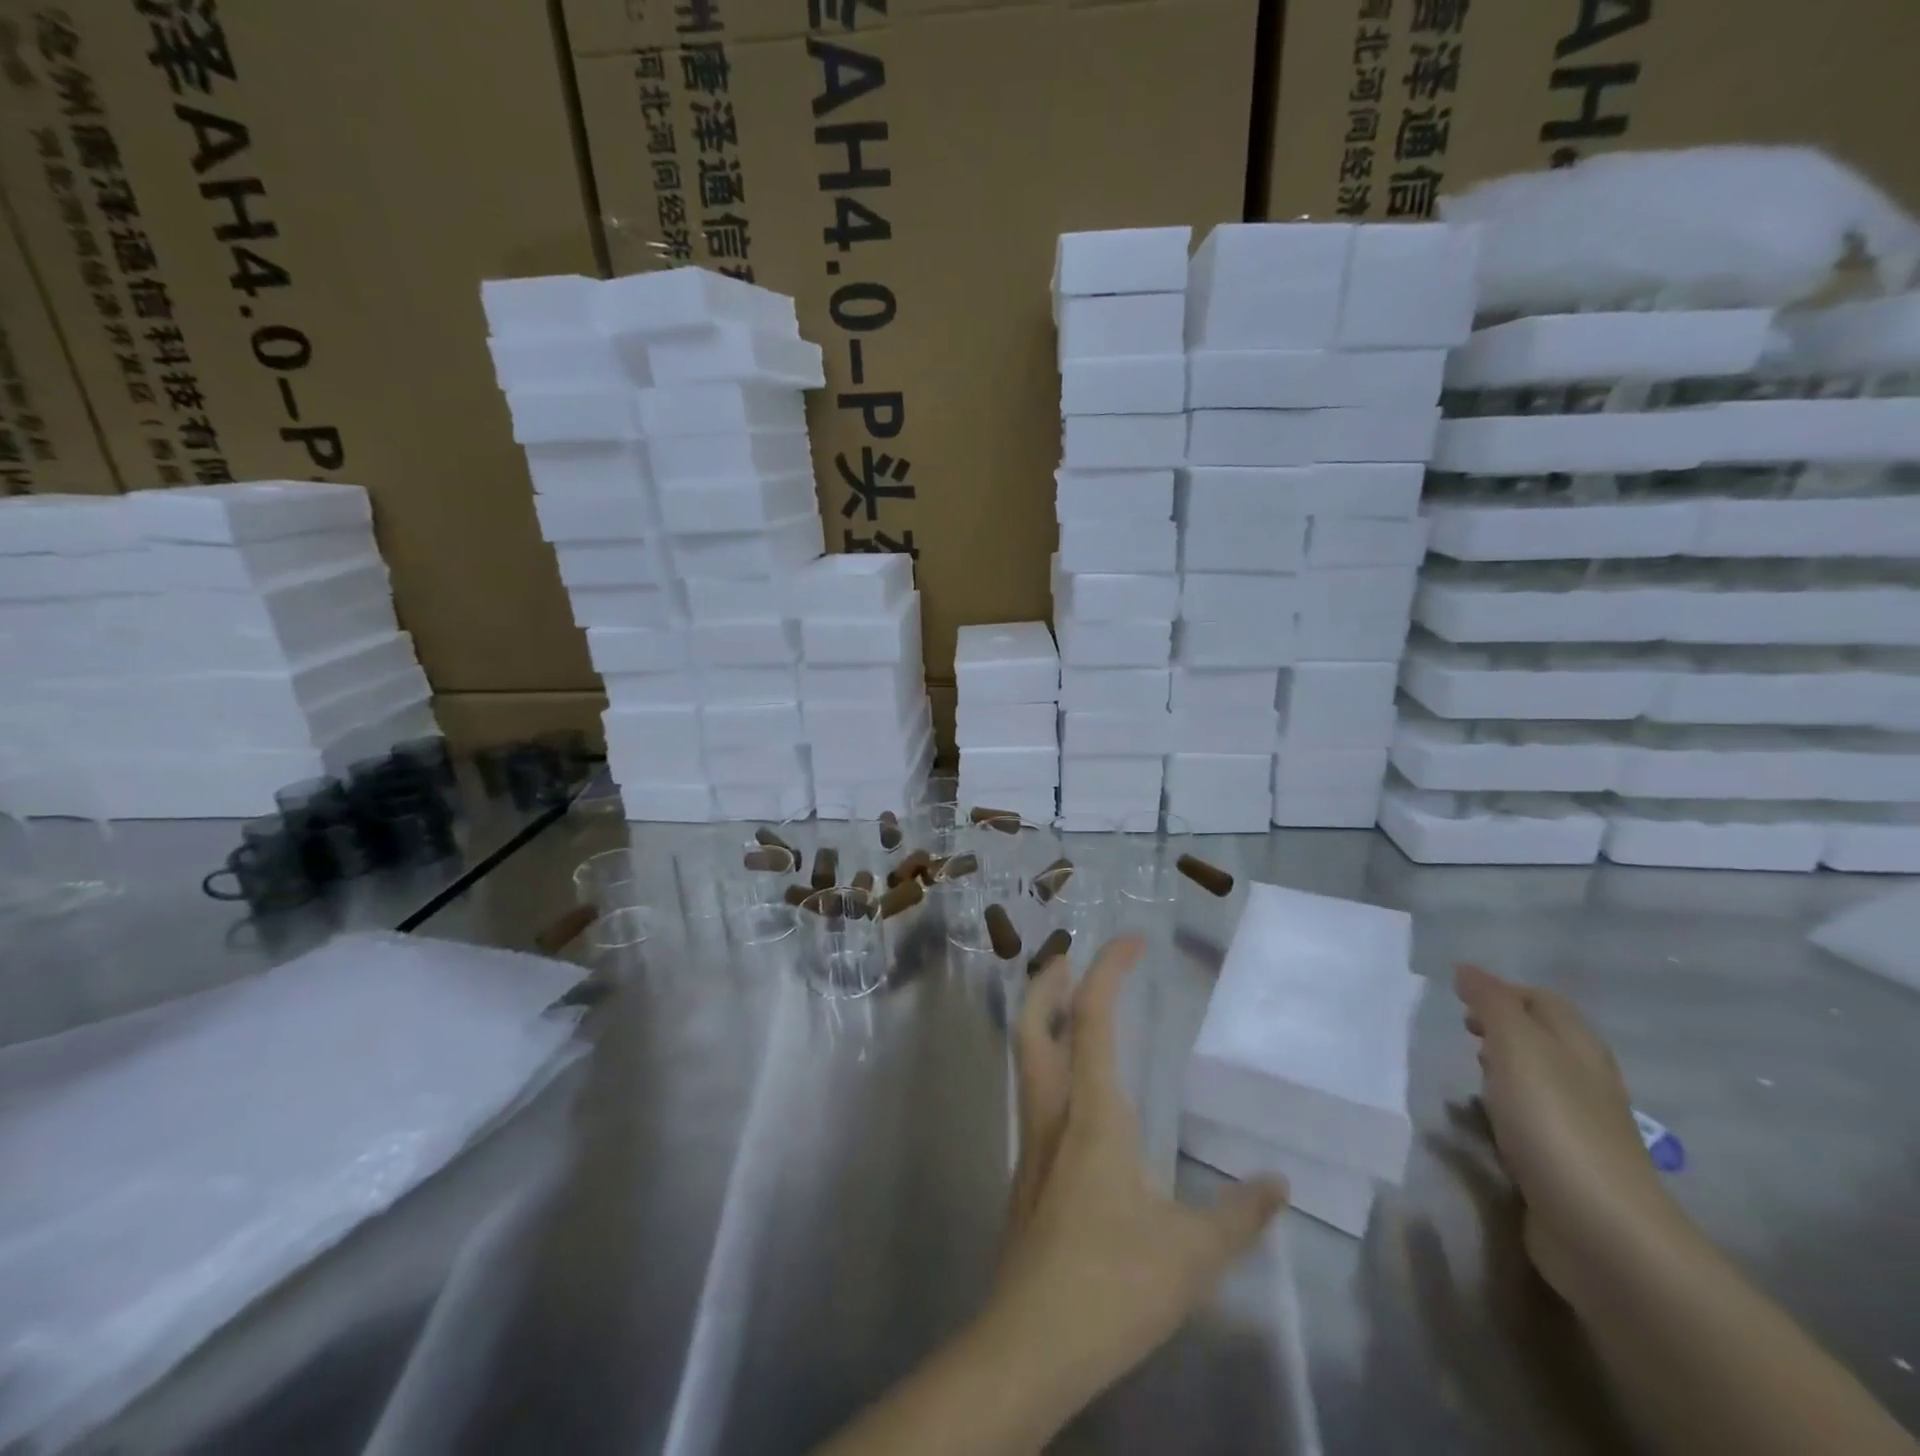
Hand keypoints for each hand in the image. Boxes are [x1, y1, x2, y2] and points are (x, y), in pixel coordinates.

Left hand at [986, 934, 1287, 1409]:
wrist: (1031, 1342)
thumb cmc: (1113, 1285)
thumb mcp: (1193, 1254)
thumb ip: (1239, 1214)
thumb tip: (1277, 1183)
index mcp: (1093, 1112)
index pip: (1093, 1017)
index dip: (1108, 969)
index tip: (1133, 940)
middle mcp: (1054, 1112)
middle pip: (1033, 1023)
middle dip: (1047, 980)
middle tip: (1069, 955)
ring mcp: (1033, 1141)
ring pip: (1025, 1056)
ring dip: (1041, 1017)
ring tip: (1069, 1006)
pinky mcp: (1026, 1172)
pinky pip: (1034, 1094)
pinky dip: (1048, 1062)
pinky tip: (1076, 1092)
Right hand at [1453, 963, 1682, 1302]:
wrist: (1603, 1233)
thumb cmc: (1556, 1125)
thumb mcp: (1518, 1048)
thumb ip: (1492, 1004)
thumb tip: (1467, 969)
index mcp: (1579, 1047)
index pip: (1543, 1001)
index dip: (1502, 991)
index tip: (1458, 997)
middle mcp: (1585, 1080)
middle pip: (1544, 1038)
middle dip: (1502, 1026)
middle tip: (1462, 1028)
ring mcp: (1579, 1126)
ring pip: (1538, 1079)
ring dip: (1503, 1067)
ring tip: (1468, 1069)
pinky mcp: (1566, 1165)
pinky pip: (1532, 1120)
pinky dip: (1505, 1109)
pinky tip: (1483, 1121)